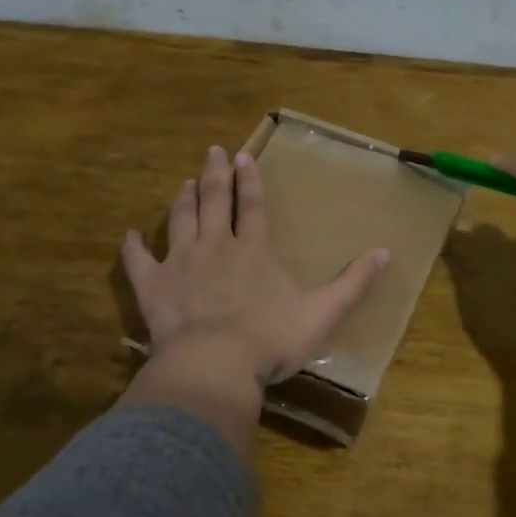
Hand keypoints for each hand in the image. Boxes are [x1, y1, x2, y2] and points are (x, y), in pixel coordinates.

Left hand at [122, 145, 391, 385]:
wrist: (215, 364)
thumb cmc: (271, 339)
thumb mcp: (323, 312)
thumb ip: (353, 282)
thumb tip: (386, 252)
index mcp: (254, 251)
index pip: (253, 207)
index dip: (250, 181)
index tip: (245, 156)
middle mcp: (216, 247)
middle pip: (215, 202)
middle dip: (215, 175)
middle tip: (213, 151)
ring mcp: (181, 264)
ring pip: (180, 221)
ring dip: (184, 200)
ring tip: (185, 182)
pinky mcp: (153, 287)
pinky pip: (139, 261)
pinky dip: (133, 248)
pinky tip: (129, 235)